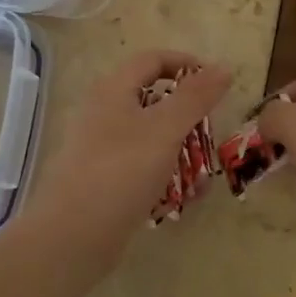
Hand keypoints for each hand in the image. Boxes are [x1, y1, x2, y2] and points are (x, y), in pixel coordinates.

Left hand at [27, 50, 231, 255]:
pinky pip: (142, 168)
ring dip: (182, 153)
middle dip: (189, 118)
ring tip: (203, 179)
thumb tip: (223, 66)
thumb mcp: (165, 129)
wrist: (72, 236)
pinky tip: (183, 200)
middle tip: (210, 136)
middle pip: (154, 101)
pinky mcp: (104, 180)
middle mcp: (103, 113)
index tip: (217, 84)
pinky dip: (165, 177)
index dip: (186, 64)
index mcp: (113, 90)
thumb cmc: (121, 171)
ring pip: (152, 139)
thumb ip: (196, 97)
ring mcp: (101, 149)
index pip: (153, 60)